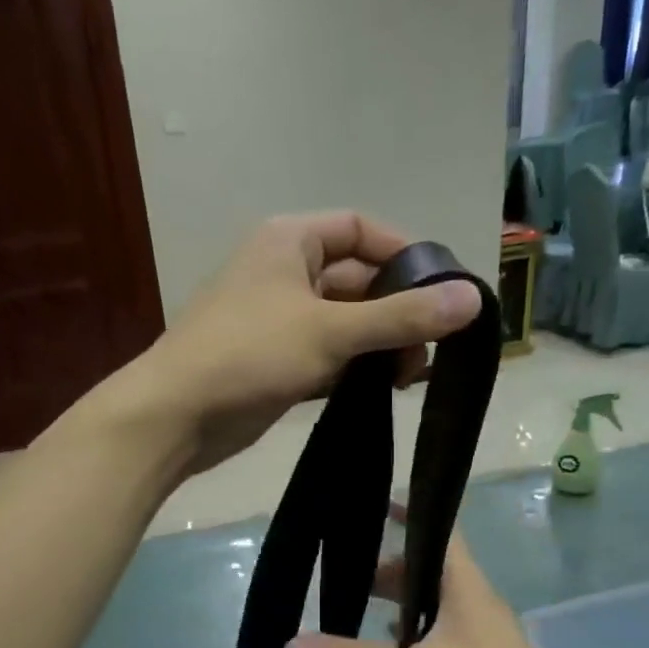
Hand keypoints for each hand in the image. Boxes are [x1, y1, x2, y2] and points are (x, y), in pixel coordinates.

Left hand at [128, 212, 482, 473]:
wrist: (175, 417)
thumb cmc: (248, 355)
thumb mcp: (330, 330)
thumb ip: (401, 316)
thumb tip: (472, 299)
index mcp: (290, 242)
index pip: (362, 230)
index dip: (405, 255)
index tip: (442, 292)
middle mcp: (285, 273)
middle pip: (358, 281)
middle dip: (397, 313)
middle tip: (430, 351)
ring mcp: (279, 321)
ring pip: (345, 324)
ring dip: (379, 345)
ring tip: (411, 377)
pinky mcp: (276, 363)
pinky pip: (327, 356)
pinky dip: (355, 369)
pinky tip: (382, 391)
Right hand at [281, 523, 600, 647]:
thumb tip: (290, 647)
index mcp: (465, 586)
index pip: (440, 530)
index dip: (410, 512)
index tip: (375, 504)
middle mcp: (475, 598)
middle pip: (429, 567)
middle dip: (390, 567)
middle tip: (347, 573)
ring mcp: (481, 628)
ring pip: (434, 599)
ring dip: (401, 600)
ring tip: (360, 607)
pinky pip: (441, 626)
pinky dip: (414, 627)